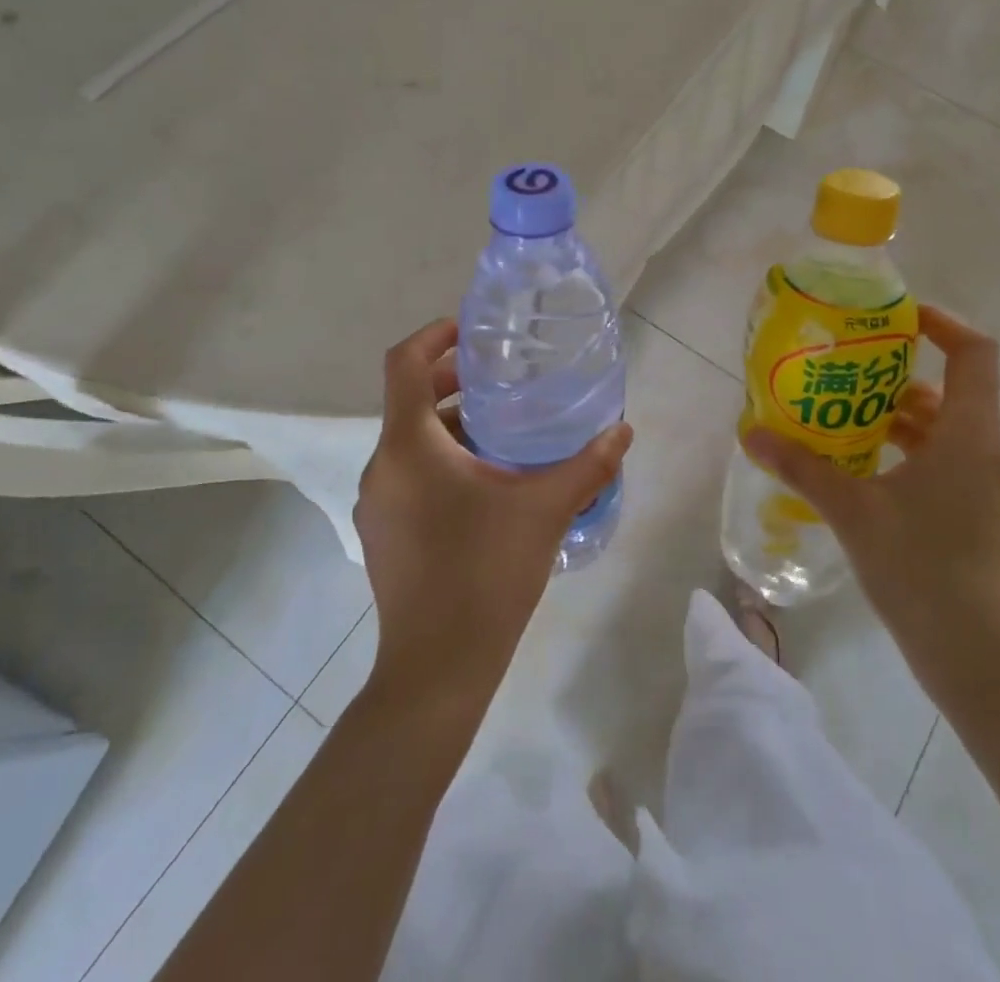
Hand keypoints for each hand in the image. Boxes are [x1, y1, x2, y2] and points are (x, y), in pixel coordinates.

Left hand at [355, 319, 632, 717]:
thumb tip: (623, 429)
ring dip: (452, 425)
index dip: (434, 335)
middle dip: (454, 381)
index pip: (404, 364)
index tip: (472, 331)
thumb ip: (588, 464)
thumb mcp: (545, 509)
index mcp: (410, 446)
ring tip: (505, 432)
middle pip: (410, 399)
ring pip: (411, 440)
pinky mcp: (382, 531)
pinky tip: (487, 484)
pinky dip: (441, 459)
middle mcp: (382, 465)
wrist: (437, 668)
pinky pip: (409, 473)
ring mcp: (377, 502)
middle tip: (504, 379)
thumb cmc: (486, 573)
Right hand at [742, 306, 999, 721]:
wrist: (987, 668)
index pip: (973, 351)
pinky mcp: (975, 517)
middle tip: (842, 368)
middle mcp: (983, 450)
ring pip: (941, 429)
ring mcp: (983, 487)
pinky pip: (940, 462)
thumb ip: (802, 468)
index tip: (892, 318)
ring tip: (838, 417)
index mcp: (968, 434)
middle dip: (896, 373)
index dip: (940, 322)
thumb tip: (751, 433)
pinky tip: (858, 470)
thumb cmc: (927, 574)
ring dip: (894, 416)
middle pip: (949, 388)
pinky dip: (903, 452)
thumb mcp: (854, 514)